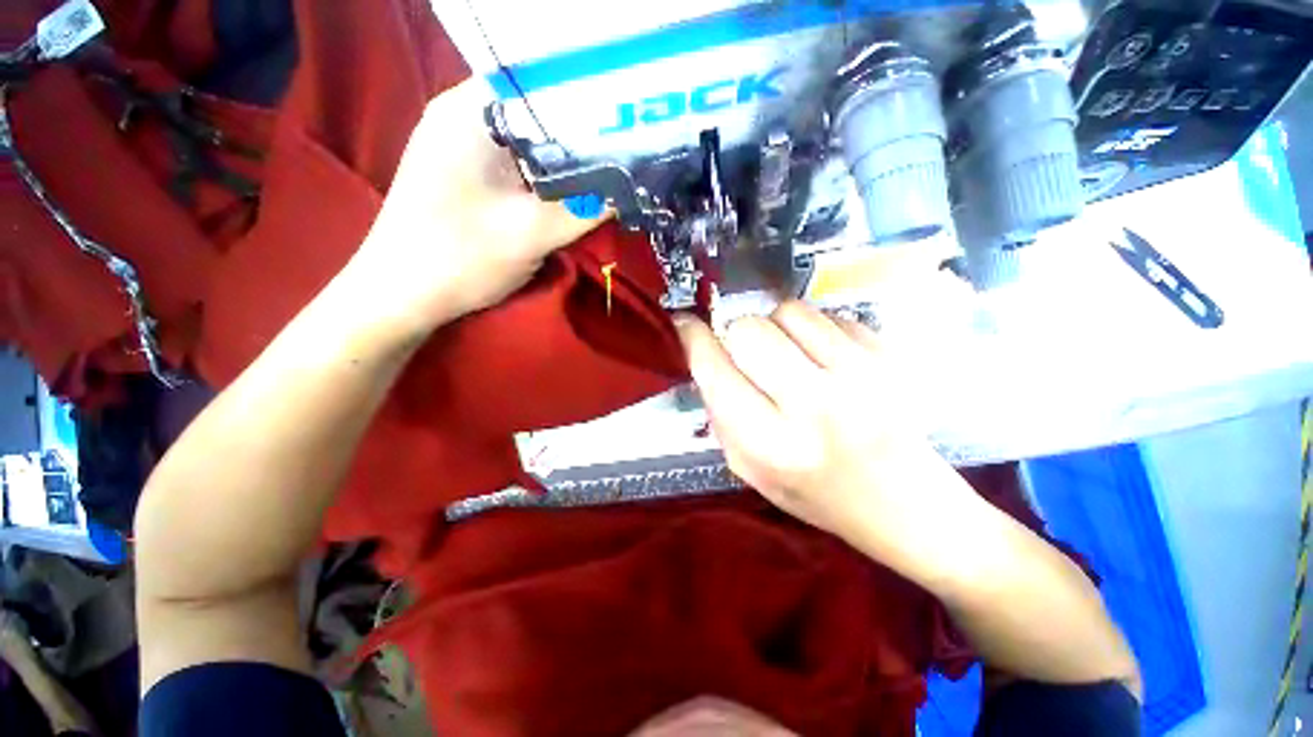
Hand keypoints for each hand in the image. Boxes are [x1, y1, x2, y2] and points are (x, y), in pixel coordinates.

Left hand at [342, 80, 606, 340]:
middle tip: (626, 147)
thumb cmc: (460, 260)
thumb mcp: (532, 233)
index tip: (627, 119)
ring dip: (566, 153)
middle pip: (537, 107)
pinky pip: (517, 158)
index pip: (542, 79)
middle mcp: (463, 113)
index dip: (589, 97)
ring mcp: (461, 141)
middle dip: (582, 129)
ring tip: (609, 165)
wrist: (402, 295)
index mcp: (470, 112)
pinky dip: (546, 170)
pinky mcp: (466, 169)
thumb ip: (586, 208)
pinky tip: (571, 186)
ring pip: (529, 135)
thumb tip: (630, 187)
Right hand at [675, 302, 972, 558]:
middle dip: (736, 335)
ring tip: (789, 354)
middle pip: (748, 329)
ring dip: (776, 327)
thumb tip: (705, 356)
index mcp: (769, 445)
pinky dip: (814, 330)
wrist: (907, 507)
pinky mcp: (888, 357)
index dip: (693, 338)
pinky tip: (823, 358)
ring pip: (788, 311)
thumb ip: (719, 414)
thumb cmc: (817, 494)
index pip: (714, 369)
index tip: (686, 324)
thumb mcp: (749, 470)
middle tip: (748, 353)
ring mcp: (859, 376)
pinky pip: (829, 315)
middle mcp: (812, 406)